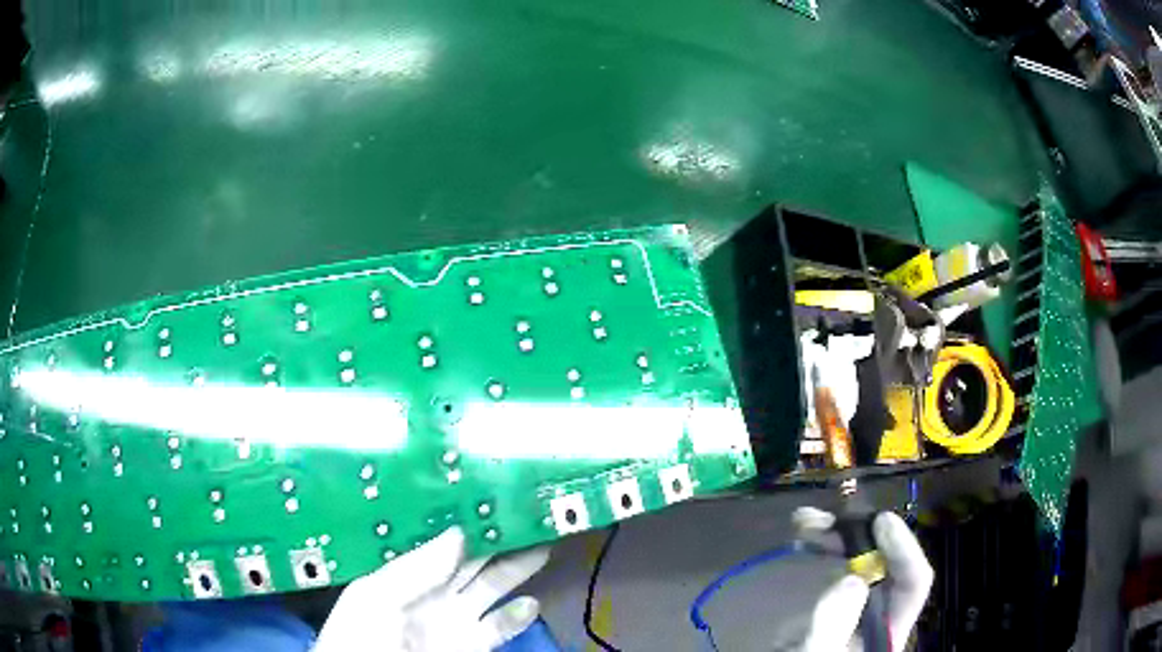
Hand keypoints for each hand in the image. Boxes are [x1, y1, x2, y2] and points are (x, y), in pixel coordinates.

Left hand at [315, 527, 549, 651]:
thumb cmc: (361, 636)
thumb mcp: (374, 598)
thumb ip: (415, 569)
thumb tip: (458, 533)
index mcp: (408, 573)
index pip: (442, 541)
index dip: (468, 519)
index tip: (495, 493)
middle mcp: (436, 591)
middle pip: (474, 559)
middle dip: (500, 537)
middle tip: (531, 510)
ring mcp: (457, 619)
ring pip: (494, 586)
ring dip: (517, 567)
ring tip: (542, 542)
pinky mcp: (474, 646)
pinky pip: (501, 627)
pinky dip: (519, 616)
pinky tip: (531, 602)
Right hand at [795, 508, 932, 651]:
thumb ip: (832, 627)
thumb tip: (850, 580)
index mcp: (888, 631)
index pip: (914, 583)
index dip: (903, 548)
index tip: (880, 521)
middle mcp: (879, 616)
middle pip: (886, 567)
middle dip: (861, 537)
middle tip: (828, 520)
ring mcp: (855, 612)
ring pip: (860, 564)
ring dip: (837, 538)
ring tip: (807, 522)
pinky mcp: (833, 610)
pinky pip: (836, 574)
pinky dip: (824, 553)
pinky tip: (806, 540)